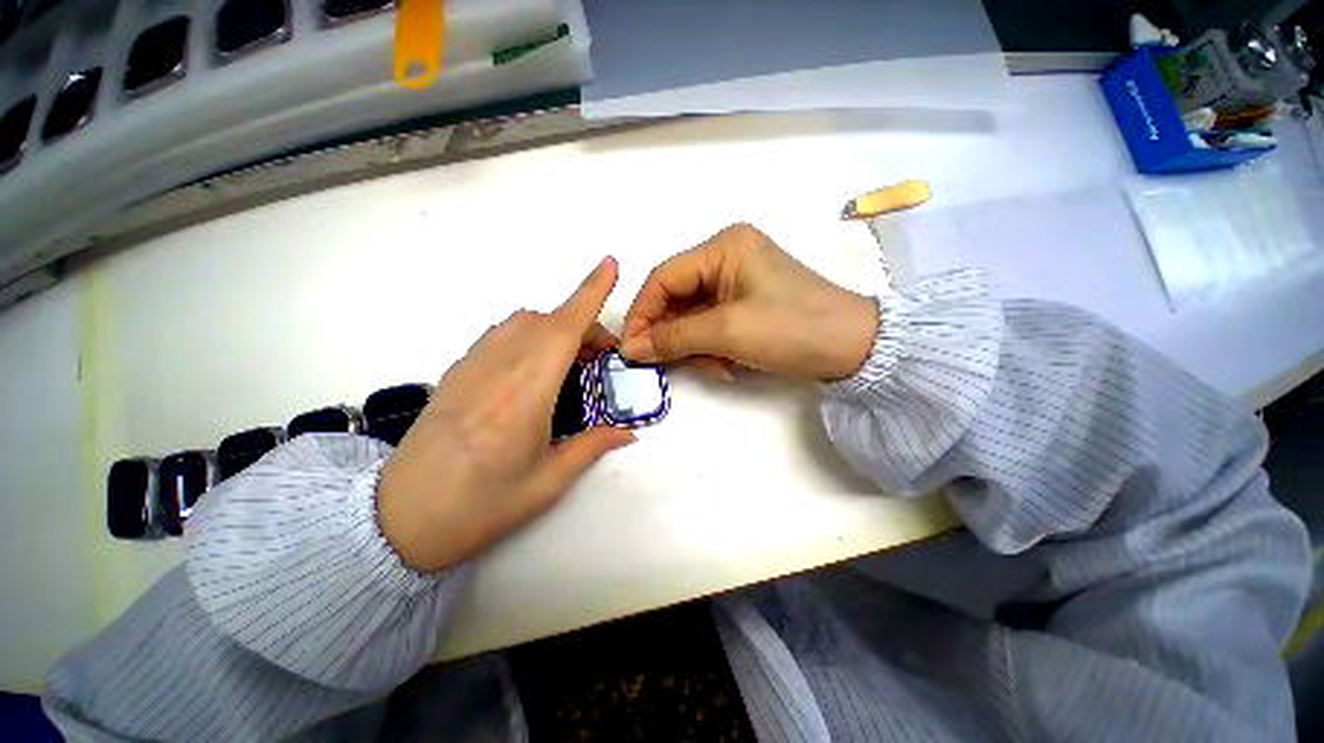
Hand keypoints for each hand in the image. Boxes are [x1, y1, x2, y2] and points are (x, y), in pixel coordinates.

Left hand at [377, 258, 634, 573]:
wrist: (398, 519)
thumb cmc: (480, 506)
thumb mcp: (547, 483)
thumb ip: (592, 447)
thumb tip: (628, 432)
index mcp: (526, 394)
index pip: (563, 328)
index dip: (589, 292)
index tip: (609, 265)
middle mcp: (498, 368)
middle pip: (548, 321)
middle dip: (583, 326)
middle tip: (600, 359)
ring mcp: (471, 365)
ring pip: (522, 321)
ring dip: (555, 328)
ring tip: (569, 363)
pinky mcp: (455, 371)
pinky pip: (500, 333)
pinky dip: (528, 334)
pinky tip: (533, 368)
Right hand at [621, 223, 878, 380]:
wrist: (854, 348)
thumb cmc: (791, 328)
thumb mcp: (726, 332)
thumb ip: (673, 338)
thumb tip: (631, 348)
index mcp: (723, 247)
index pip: (663, 278)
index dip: (642, 313)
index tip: (631, 348)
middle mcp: (727, 256)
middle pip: (677, 296)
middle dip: (671, 333)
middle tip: (664, 364)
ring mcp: (738, 280)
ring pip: (693, 314)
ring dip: (693, 344)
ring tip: (712, 366)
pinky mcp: (747, 301)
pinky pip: (712, 322)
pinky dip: (711, 345)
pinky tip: (724, 363)